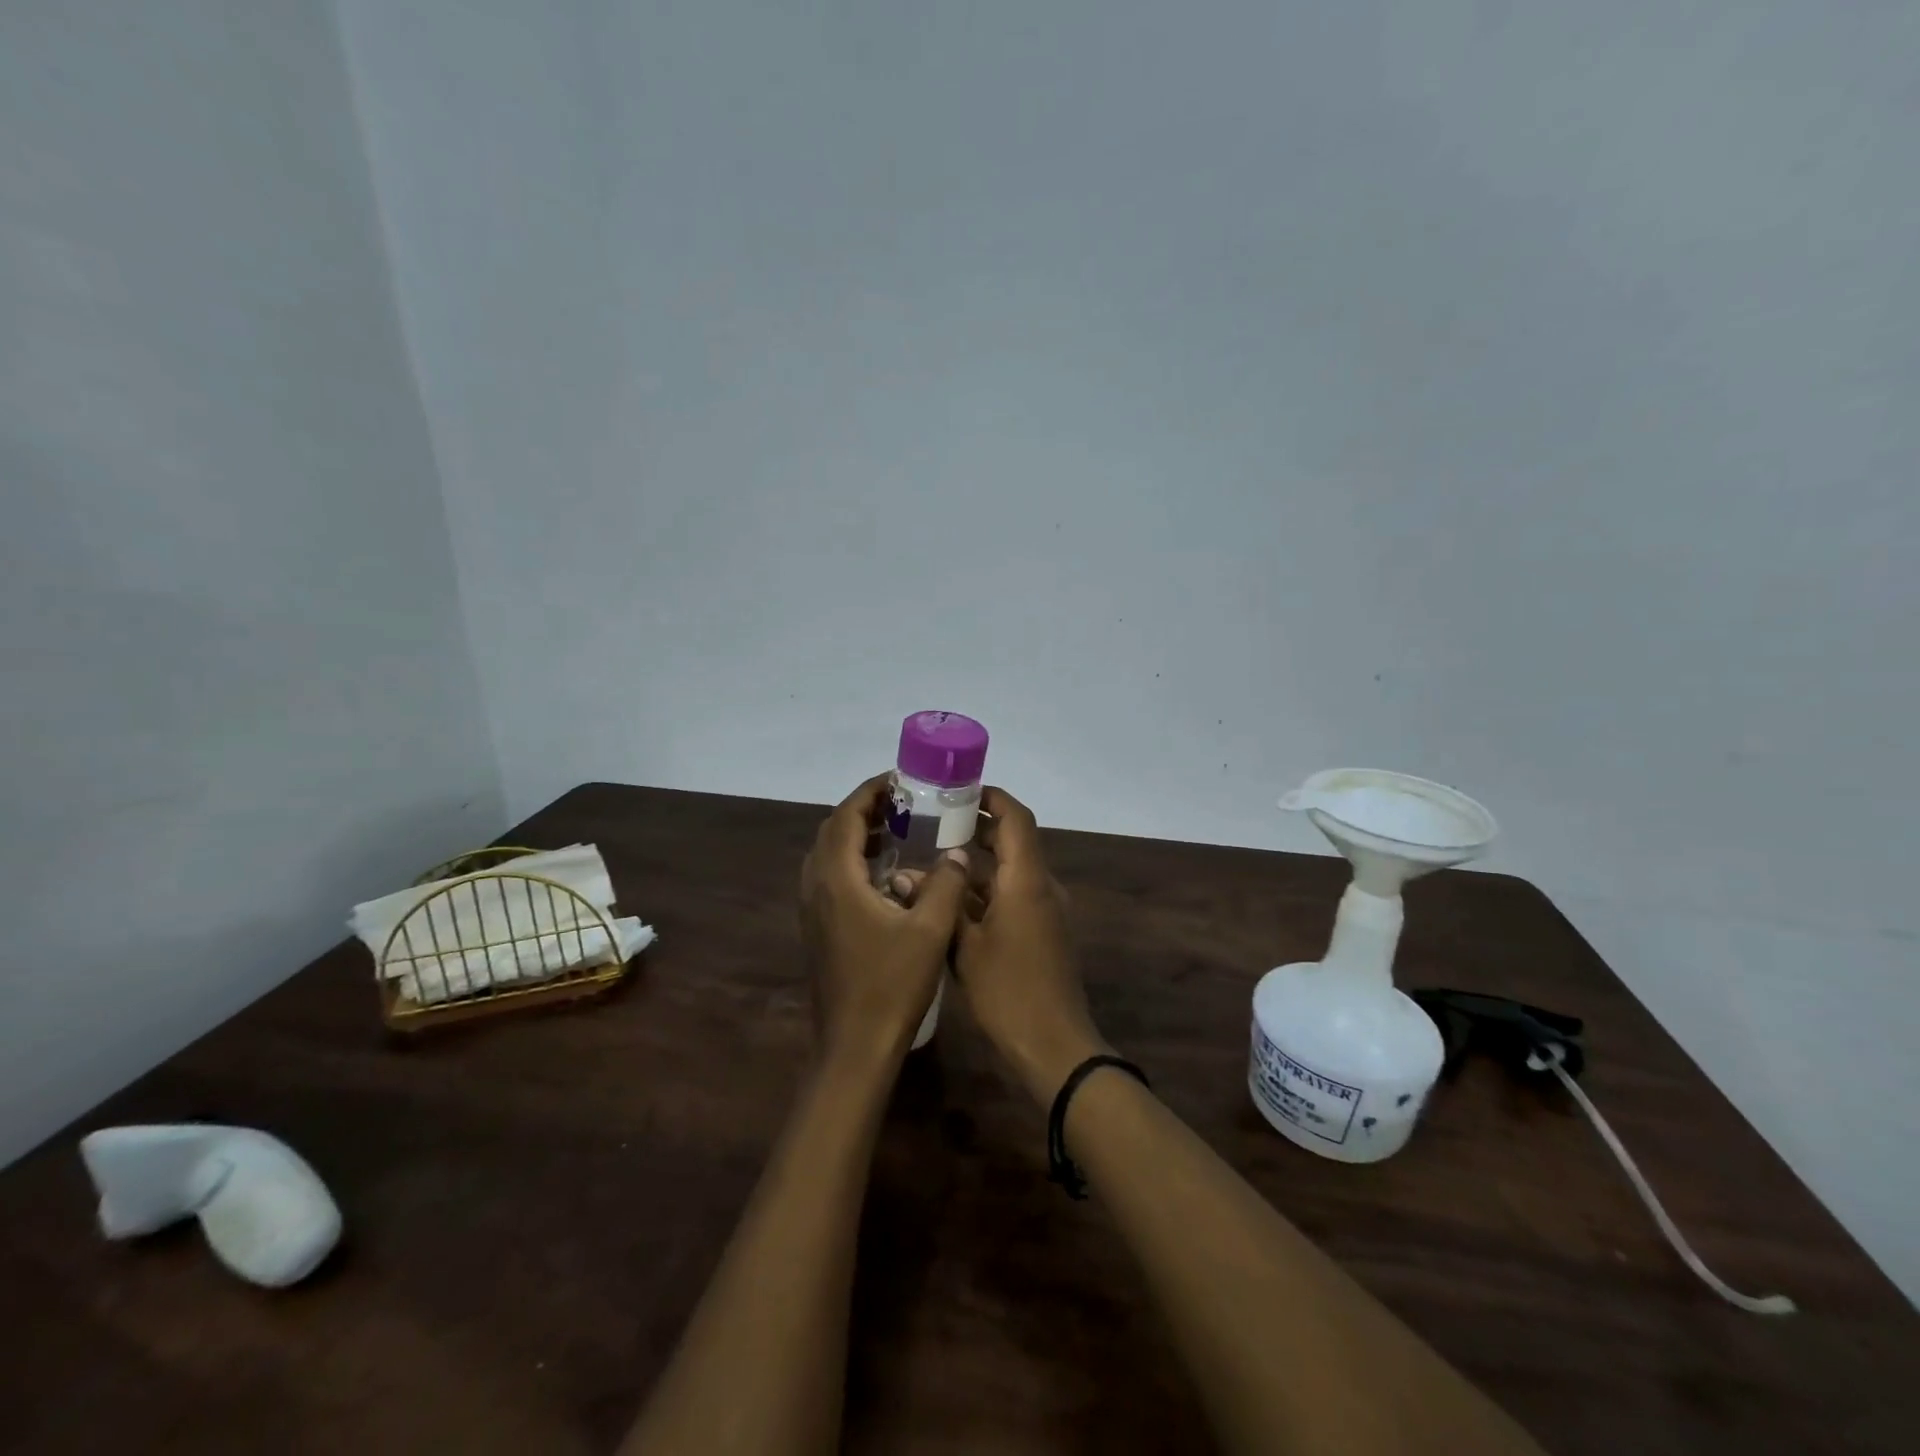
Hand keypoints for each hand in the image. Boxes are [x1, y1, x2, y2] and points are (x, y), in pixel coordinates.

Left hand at [800, 774, 970, 1067]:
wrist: (854, 1046)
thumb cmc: (891, 985)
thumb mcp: (930, 930)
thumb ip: (947, 883)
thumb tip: (957, 852)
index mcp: (838, 879)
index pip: (847, 816)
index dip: (872, 792)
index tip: (901, 780)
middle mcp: (817, 887)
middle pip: (834, 830)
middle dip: (866, 809)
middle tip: (904, 802)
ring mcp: (813, 909)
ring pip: (829, 854)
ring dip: (859, 835)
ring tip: (898, 829)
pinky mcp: (818, 927)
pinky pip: (831, 876)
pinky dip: (854, 860)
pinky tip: (887, 874)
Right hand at [953, 787, 1107, 1102]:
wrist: (1054, 1046)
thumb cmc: (1008, 992)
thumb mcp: (963, 947)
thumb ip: (939, 904)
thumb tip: (906, 875)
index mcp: (1026, 880)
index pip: (1016, 818)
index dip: (992, 797)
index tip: (959, 790)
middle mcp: (1042, 886)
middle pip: (1013, 840)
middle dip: (978, 828)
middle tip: (936, 823)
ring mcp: (1045, 911)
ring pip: (1010, 871)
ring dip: (978, 863)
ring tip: (934, 860)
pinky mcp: (1043, 932)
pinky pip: (1014, 895)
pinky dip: (987, 891)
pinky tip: (952, 902)